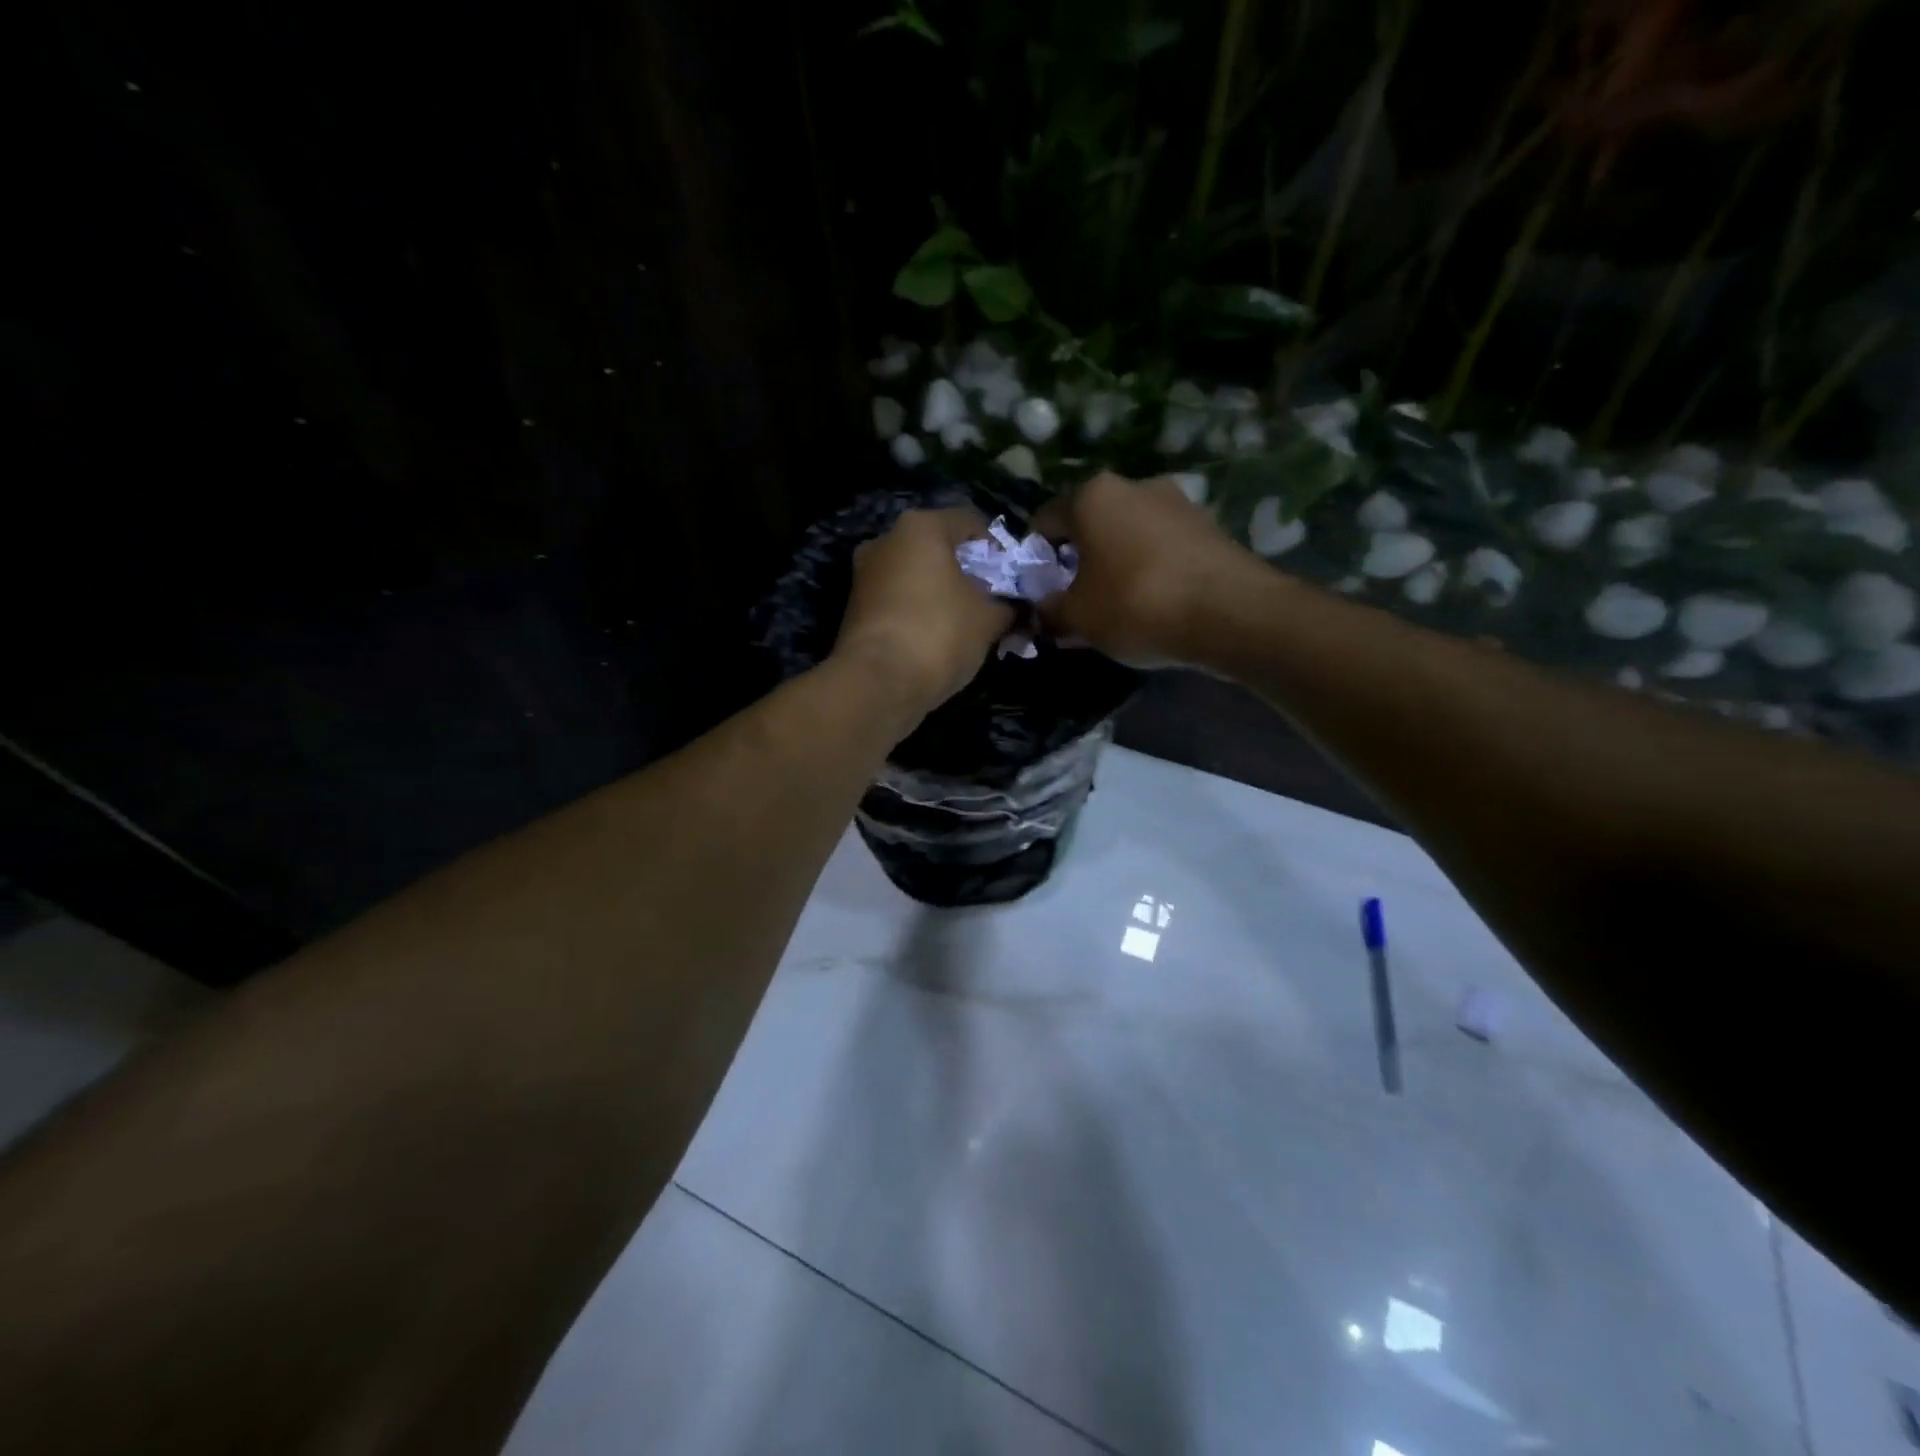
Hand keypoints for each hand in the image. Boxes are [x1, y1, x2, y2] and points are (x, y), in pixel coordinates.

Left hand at [833, 508, 1015, 718]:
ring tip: (967, 624)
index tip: (1011, 579)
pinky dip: (919, 612)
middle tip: (991, 600)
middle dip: (967, 572)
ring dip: (942, 593)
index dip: (997, 549)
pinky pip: (898, 600)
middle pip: (938, 549)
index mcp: (920, 528)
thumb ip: (1008, 606)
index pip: (970, 522)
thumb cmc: (940, 634)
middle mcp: (885, 541)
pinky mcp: (855, 609)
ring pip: (916, 576)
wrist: (878, 683)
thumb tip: (1015, 608)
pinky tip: (937, 638)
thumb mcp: (989, 619)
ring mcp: (864, 575)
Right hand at [1035, 472, 1256, 667]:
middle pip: (1090, 523)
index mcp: (1092, 496)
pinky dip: (1150, 567)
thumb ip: (1049, 610)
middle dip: (1079, 558)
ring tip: (1118, 603)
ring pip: (1128, 533)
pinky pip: (1162, 545)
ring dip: (1116, 561)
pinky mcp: (1208, 525)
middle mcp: (1134, 485)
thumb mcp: (1077, 617)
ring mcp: (1177, 501)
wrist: (1231, 613)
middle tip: (1078, 598)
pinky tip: (1155, 601)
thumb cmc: (1136, 604)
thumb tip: (1042, 608)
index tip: (1041, 590)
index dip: (1036, 557)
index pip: (1045, 521)